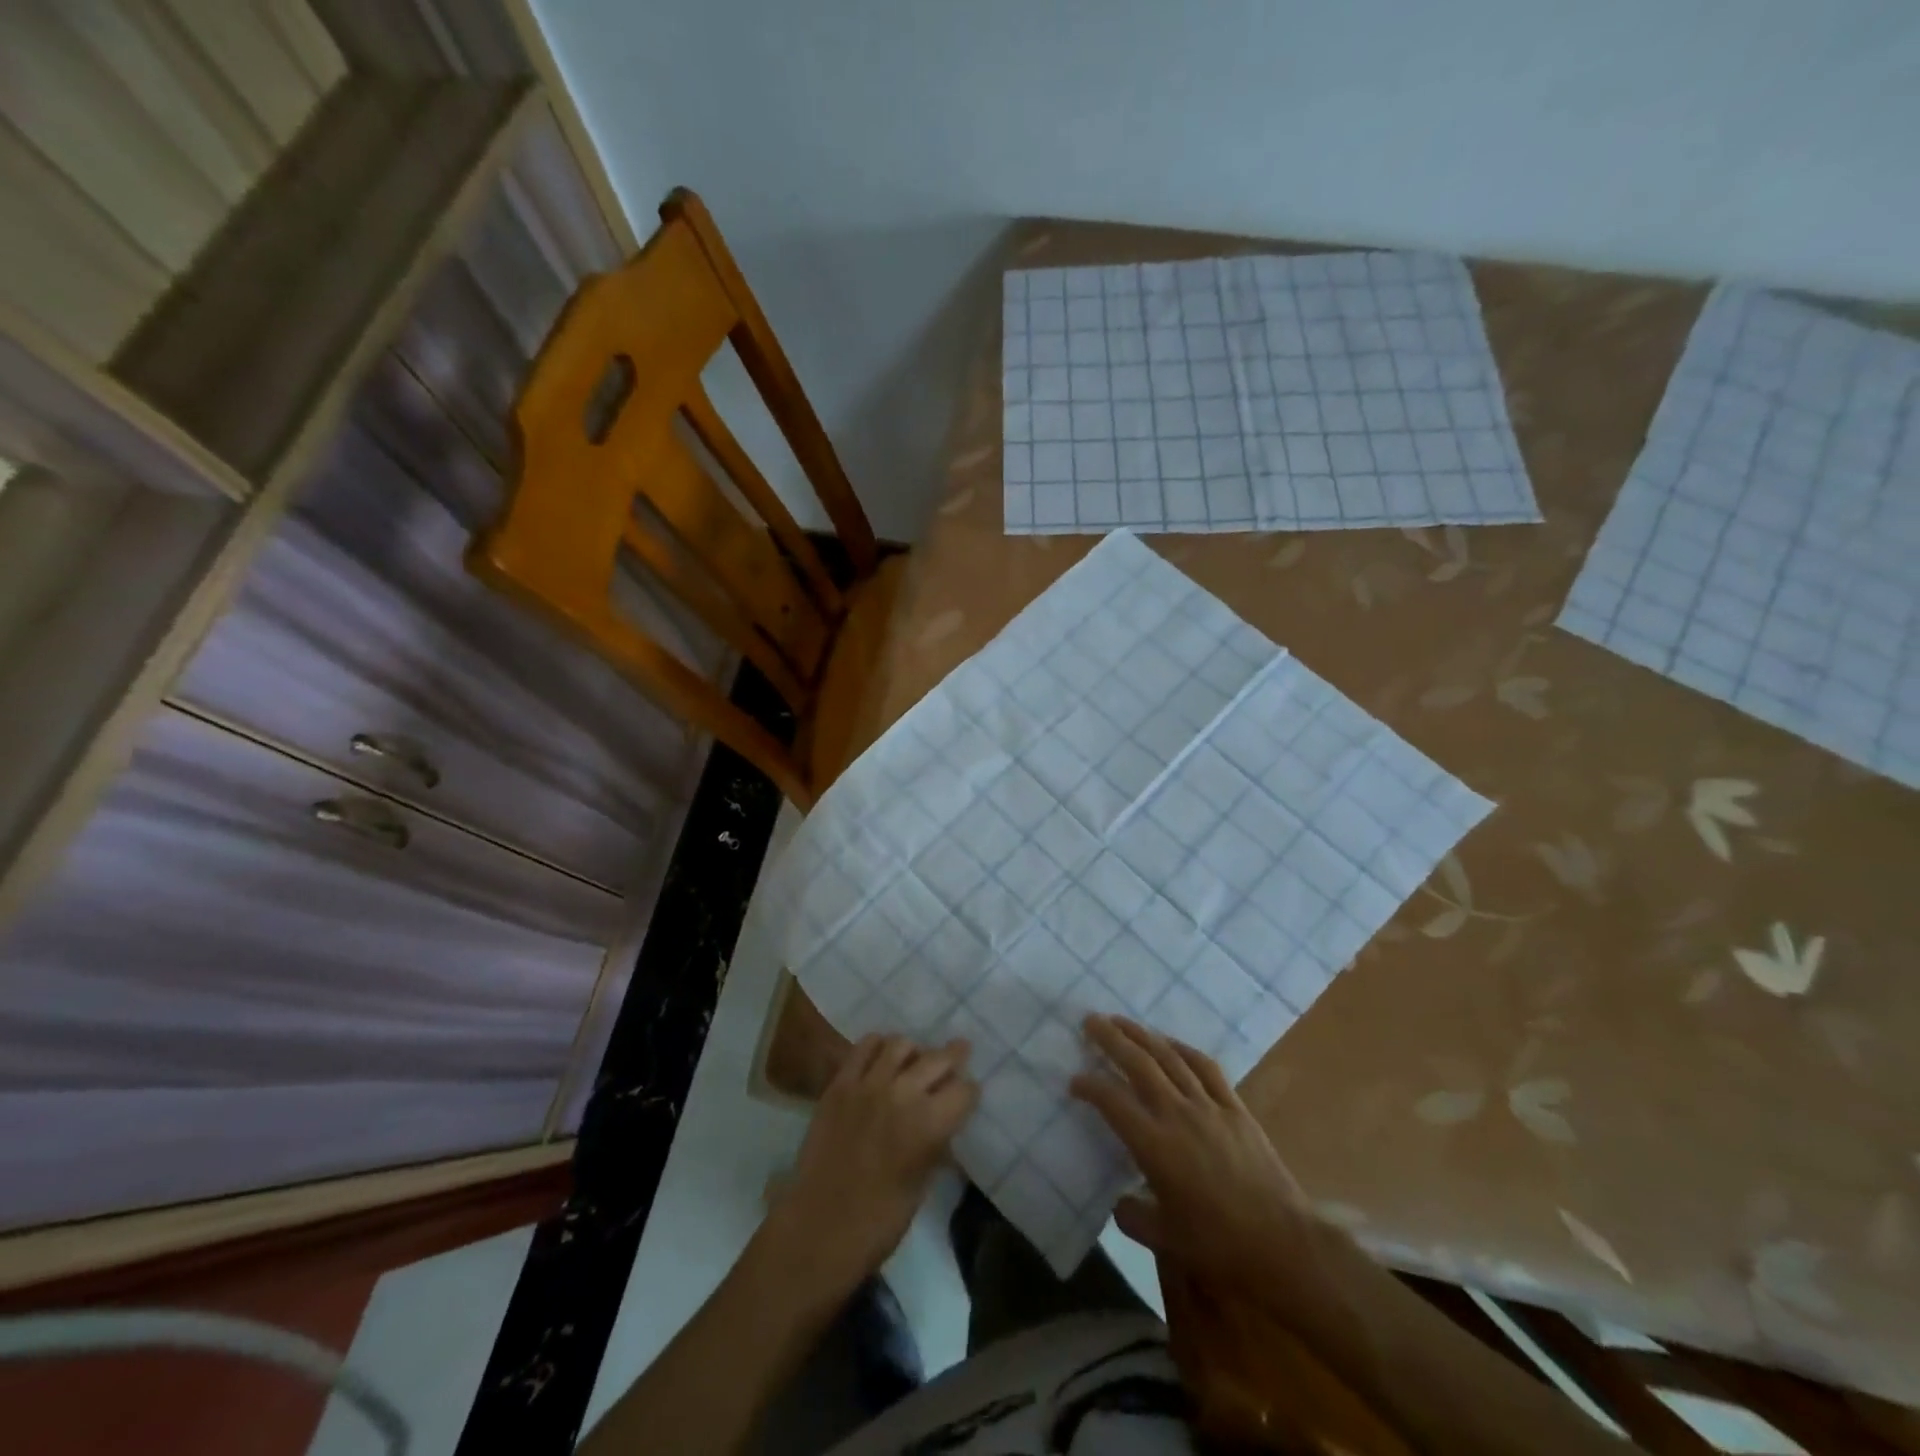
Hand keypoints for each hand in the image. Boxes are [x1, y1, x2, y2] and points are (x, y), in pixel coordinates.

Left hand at [765, 1034, 977, 1297]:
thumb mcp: (922, 1185)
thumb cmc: (879, 1222)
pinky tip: (882, 1055)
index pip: (963, 1090)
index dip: (969, 1091)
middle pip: (937, 1059)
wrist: (819, 1228)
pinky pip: (863, 1048)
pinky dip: (878, 1046)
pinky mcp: (840, 1084)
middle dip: (954, 1056)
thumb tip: (944, 1126)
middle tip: (960, 1052)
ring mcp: (868, 1084)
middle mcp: (903, 1094)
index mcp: (929, 1125)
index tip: (968, 1093)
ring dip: (915, 1050)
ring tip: (915, 1058)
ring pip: (900, 1045)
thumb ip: (935, 1146)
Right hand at [1071, 1015, 1322, 1290]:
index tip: (1074, 1080)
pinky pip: (1206, 1068)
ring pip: (1169, 1058)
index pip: (1112, 1102)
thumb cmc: (1220, 1247)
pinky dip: (1183, 1049)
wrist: (1284, 1245)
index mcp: (1155, 1146)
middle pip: (1138, 1064)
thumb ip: (1133, 1217)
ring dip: (1142, 1035)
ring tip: (1122, 1022)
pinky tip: (1170, 1043)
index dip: (1090, 1086)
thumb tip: (1119, 1201)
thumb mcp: (1165, 1241)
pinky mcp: (1235, 1108)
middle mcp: (1178, 1115)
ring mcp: (1209, 1106)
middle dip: (1111, 1039)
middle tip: (1090, 1021)